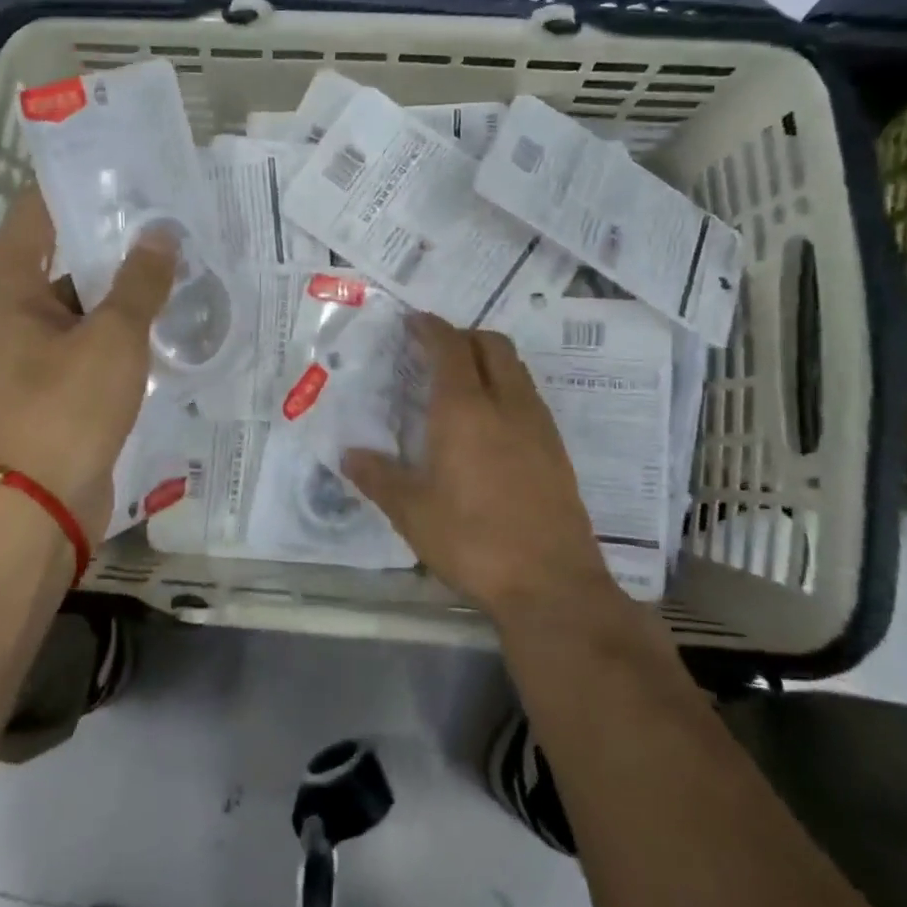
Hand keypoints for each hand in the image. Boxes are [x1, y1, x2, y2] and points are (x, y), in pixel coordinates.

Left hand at [0, 189, 174, 539]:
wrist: (42, 505)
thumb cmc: (68, 409)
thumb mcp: (112, 339)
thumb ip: (140, 283)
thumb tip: (162, 234)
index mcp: (11, 288)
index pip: (36, 213)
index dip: (74, 184)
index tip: (123, 167)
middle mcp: (16, 312)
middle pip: (65, 256)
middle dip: (114, 236)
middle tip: (168, 214)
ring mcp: (38, 351)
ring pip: (85, 302)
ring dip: (126, 286)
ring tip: (180, 261)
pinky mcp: (61, 384)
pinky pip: (95, 340)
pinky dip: (125, 328)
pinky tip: (169, 318)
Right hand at [343, 314, 616, 622]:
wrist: (551, 584)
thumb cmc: (471, 541)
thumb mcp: (411, 512)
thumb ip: (378, 477)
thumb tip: (349, 455)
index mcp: (465, 410)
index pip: (450, 347)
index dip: (431, 328)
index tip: (413, 322)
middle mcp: (506, 405)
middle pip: (493, 345)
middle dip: (464, 336)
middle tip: (436, 351)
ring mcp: (539, 426)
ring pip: (516, 370)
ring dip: (489, 361)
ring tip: (461, 384)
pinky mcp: (557, 451)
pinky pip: (529, 398)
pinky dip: (506, 389)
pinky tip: (489, 425)